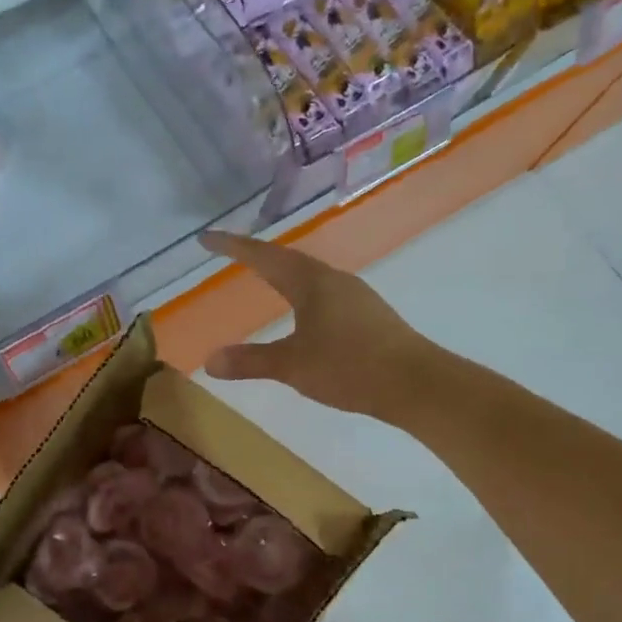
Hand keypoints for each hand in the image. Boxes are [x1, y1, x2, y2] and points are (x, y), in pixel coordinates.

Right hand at [198, 231, 424, 419]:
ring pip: (310, 276)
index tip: (207, 238)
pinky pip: (325, 293)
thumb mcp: (292, 365)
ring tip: (266, 278)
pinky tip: (305, 311)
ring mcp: (355, 296)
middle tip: (232, 254)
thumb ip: (250, 361)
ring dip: (284, 273)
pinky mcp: (369, 315)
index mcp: (311, 283)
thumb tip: (209, 361)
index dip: (232, 247)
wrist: (414, 382)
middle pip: (288, 260)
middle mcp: (334, 280)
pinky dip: (303, 293)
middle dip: (257, 256)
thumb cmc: (349, 366)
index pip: (263, 257)